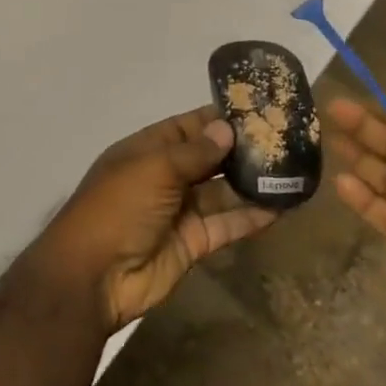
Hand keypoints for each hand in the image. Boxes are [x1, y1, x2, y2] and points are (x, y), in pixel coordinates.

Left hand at [37, 107, 277, 331]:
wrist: (94, 277)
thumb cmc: (118, 208)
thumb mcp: (154, 169)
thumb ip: (194, 151)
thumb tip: (227, 129)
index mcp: (147, 151)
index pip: (188, 127)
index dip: (218, 119)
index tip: (257, 109)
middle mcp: (165, 177)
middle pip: (208, 159)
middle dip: (241, 150)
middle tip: (286, 139)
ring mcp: (180, 211)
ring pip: (222, 192)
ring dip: (251, 183)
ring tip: (292, 170)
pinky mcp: (194, 243)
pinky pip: (227, 224)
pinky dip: (251, 217)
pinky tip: (282, 206)